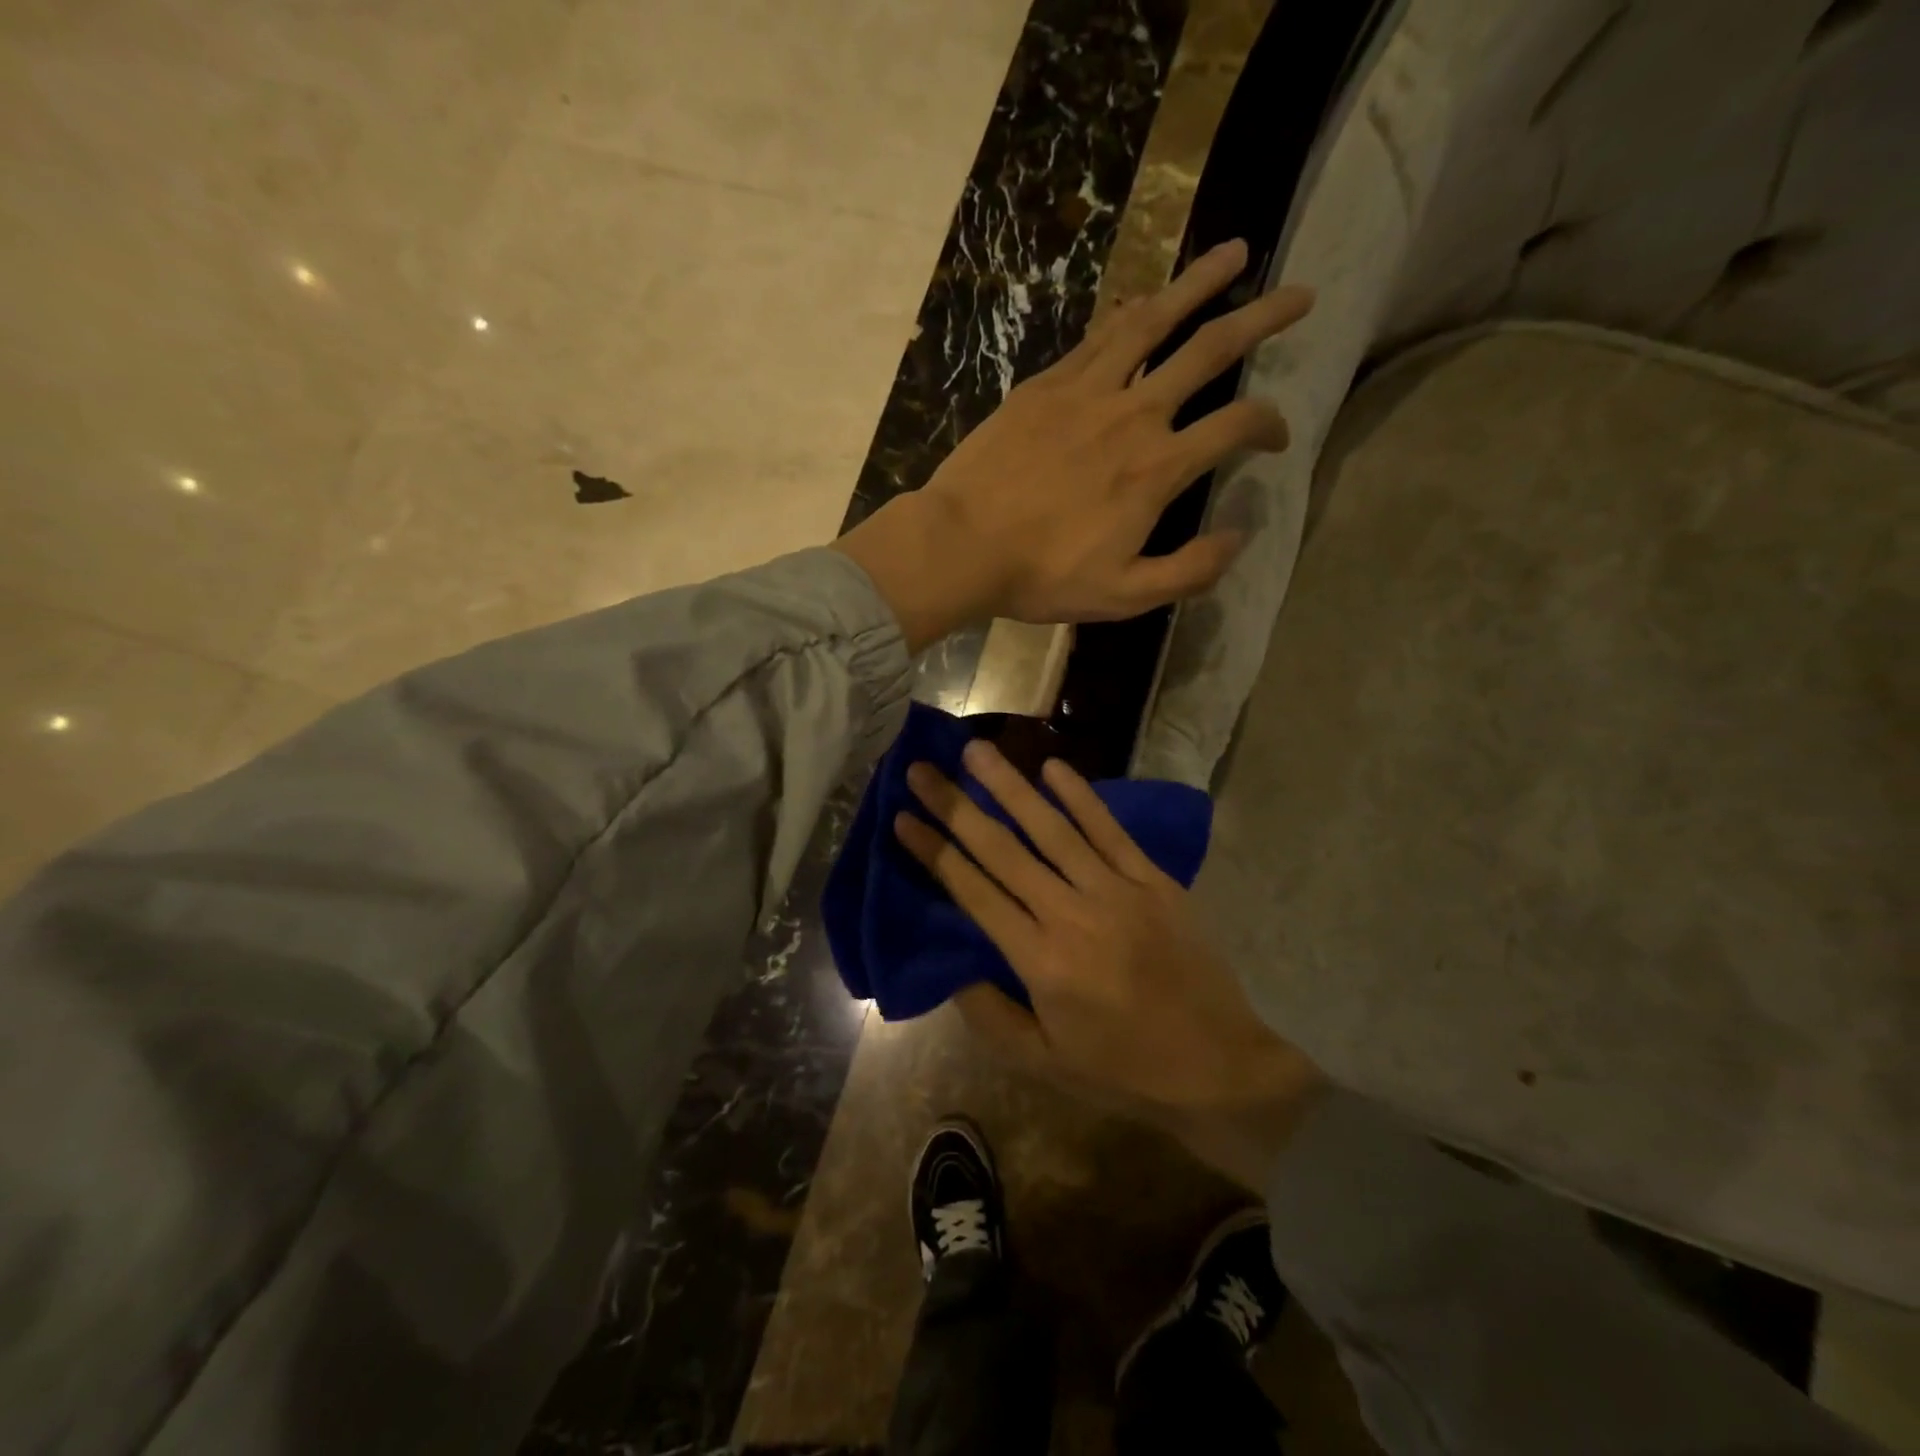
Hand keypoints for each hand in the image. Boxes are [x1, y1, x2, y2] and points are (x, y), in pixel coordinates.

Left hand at [837, 240, 1313, 649]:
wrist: (962, 546)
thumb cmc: (1041, 576)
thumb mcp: (1124, 596)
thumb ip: (1189, 570)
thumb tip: (1238, 536)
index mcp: (1158, 469)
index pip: (1237, 426)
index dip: (1270, 425)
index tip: (1276, 437)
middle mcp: (1134, 414)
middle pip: (1211, 349)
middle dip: (1263, 318)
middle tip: (1300, 292)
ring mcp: (1087, 391)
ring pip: (1155, 321)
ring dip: (1200, 283)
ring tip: (1236, 252)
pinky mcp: (1046, 385)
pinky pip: (1099, 336)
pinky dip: (1130, 312)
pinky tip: (1145, 298)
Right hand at [893, 738, 1321, 1131]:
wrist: (1218, 1065)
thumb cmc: (1123, 1068)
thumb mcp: (1043, 1063)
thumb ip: (990, 1014)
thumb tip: (953, 966)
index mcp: (1040, 960)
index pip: (973, 891)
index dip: (934, 851)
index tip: (903, 817)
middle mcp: (1071, 914)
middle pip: (1002, 849)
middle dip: (956, 806)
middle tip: (922, 769)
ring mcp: (1116, 891)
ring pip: (1052, 828)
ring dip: (1010, 786)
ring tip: (977, 750)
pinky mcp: (1153, 880)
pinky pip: (1110, 830)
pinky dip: (1081, 797)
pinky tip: (1053, 766)